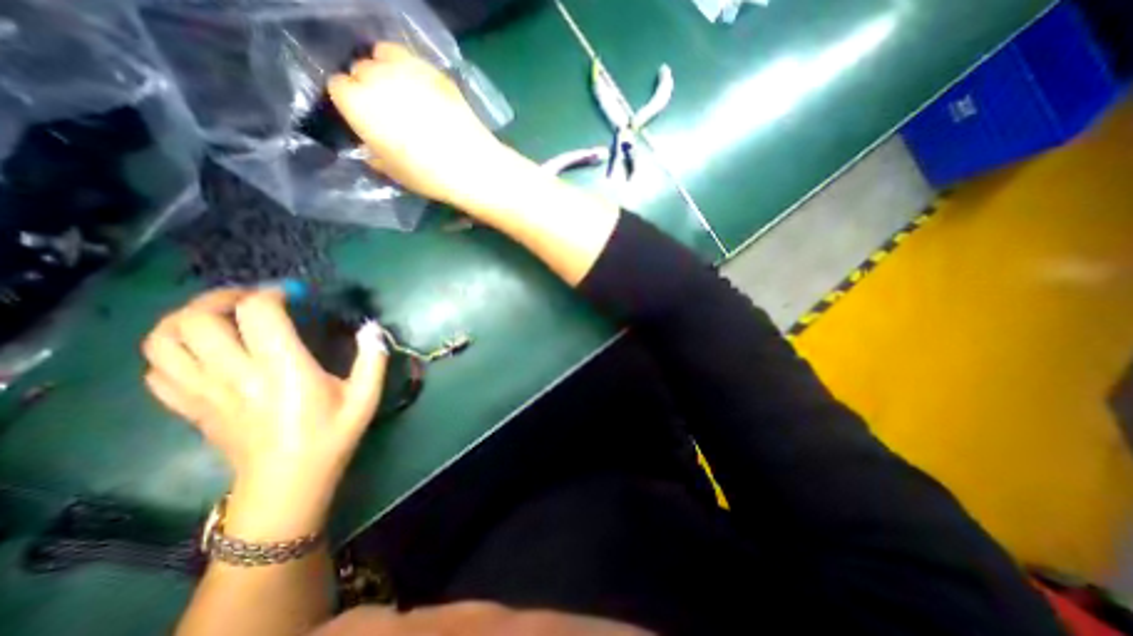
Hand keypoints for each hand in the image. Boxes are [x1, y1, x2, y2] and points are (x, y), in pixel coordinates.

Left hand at [141, 288, 387, 536]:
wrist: (287, 484)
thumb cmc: (331, 436)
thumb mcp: (365, 398)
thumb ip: (372, 360)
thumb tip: (372, 328)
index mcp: (284, 370)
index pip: (258, 313)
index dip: (271, 294)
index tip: (291, 296)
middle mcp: (237, 375)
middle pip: (197, 319)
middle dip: (222, 298)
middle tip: (250, 300)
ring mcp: (205, 393)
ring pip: (163, 341)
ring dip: (186, 319)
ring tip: (219, 318)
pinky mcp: (190, 408)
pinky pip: (158, 369)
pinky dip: (172, 351)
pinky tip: (203, 352)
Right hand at [325, 41, 506, 211]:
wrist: (471, 166)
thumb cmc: (428, 175)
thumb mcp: (394, 172)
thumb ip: (375, 154)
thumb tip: (373, 149)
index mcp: (358, 103)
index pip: (339, 88)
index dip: (352, 105)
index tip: (366, 121)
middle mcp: (377, 77)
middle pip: (361, 70)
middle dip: (369, 88)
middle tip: (389, 112)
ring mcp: (408, 70)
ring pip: (383, 56)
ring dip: (387, 73)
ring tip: (404, 97)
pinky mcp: (435, 72)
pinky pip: (412, 61)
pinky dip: (412, 71)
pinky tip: (425, 93)